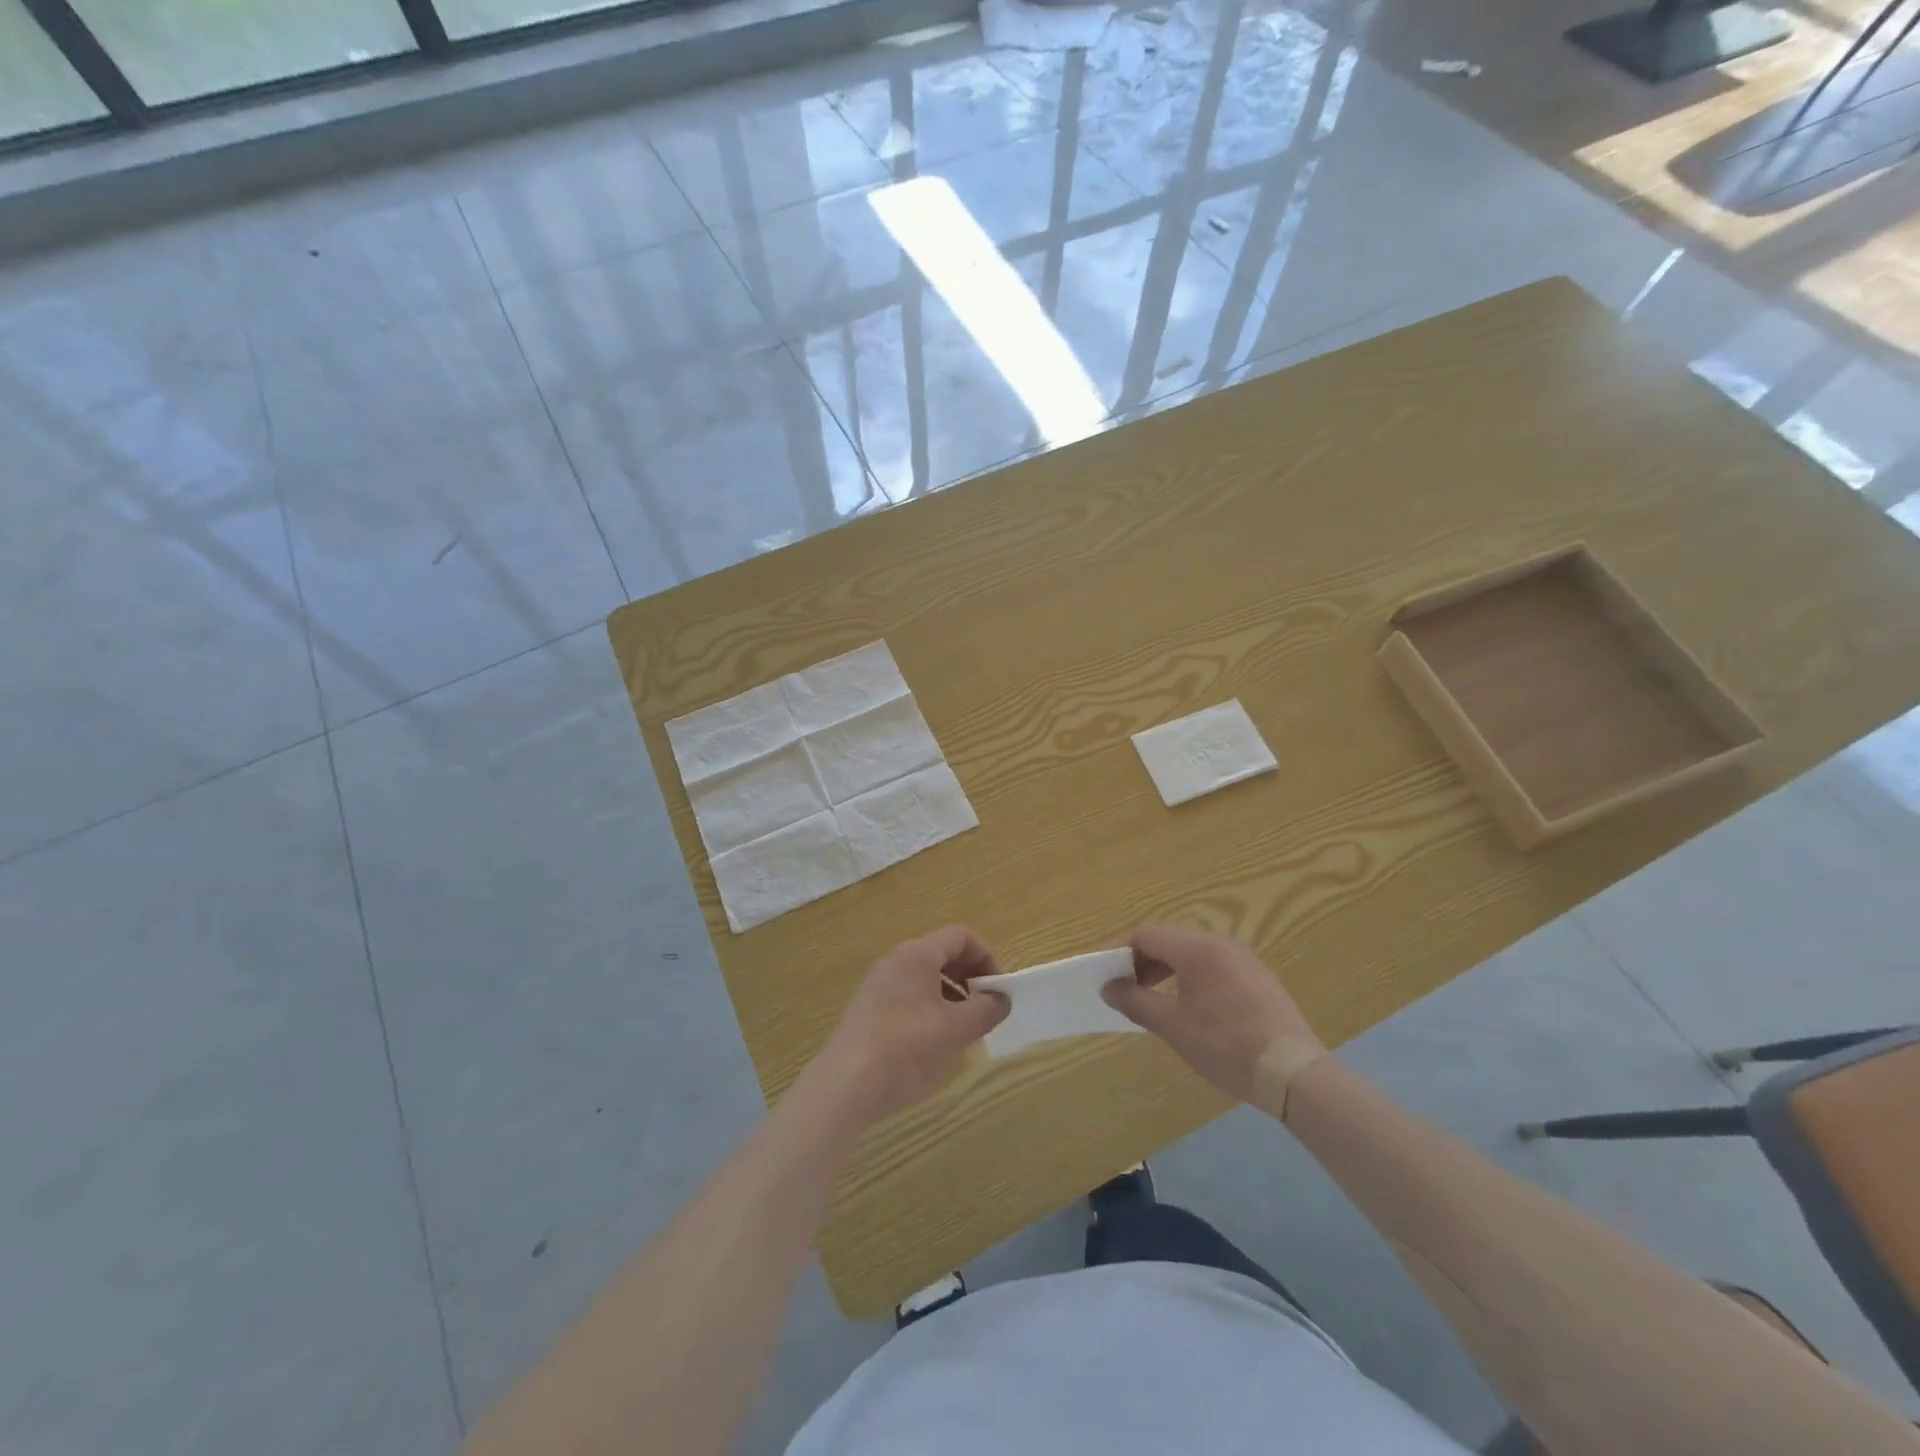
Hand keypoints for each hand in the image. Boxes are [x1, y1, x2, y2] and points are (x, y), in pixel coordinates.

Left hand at [812, 926, 1009, 1121]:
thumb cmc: (907, 1047)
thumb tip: (1002, 999)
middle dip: (969, 977)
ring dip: (951, 995)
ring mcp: (878, 984)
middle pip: (942, 954)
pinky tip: (933, 1043)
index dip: (986, 958)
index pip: (960, 936)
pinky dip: (929, 1008)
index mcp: (917, 955)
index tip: (997, 990)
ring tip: (962, 1030)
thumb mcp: (956, 1030)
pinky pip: (908, 996)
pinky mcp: (868, 1009)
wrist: (846, 1084)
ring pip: (925, 977)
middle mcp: (896, 961)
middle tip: (984, 1010)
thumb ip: (985, 1010)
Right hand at [1102, 926, 1322, 1103]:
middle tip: (1123, 989)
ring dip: (1164, 971)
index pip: (1146, 935)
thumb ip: (1136, 1001)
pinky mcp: (1257, 979)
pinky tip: (1186, 1007)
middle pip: (1168, 941)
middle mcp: (1221, 944)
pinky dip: (1189, 978)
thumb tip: (1108, 987)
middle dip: (1140, 962)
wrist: (1295, 1075)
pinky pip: (1212, 967)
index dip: (1119, 951)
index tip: (1103, 975)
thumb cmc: (1227, 1046)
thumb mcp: (1174, 1027)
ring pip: (1191, 954)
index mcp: (1198, 948)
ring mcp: (1243, 960)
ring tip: (1150, 1000)